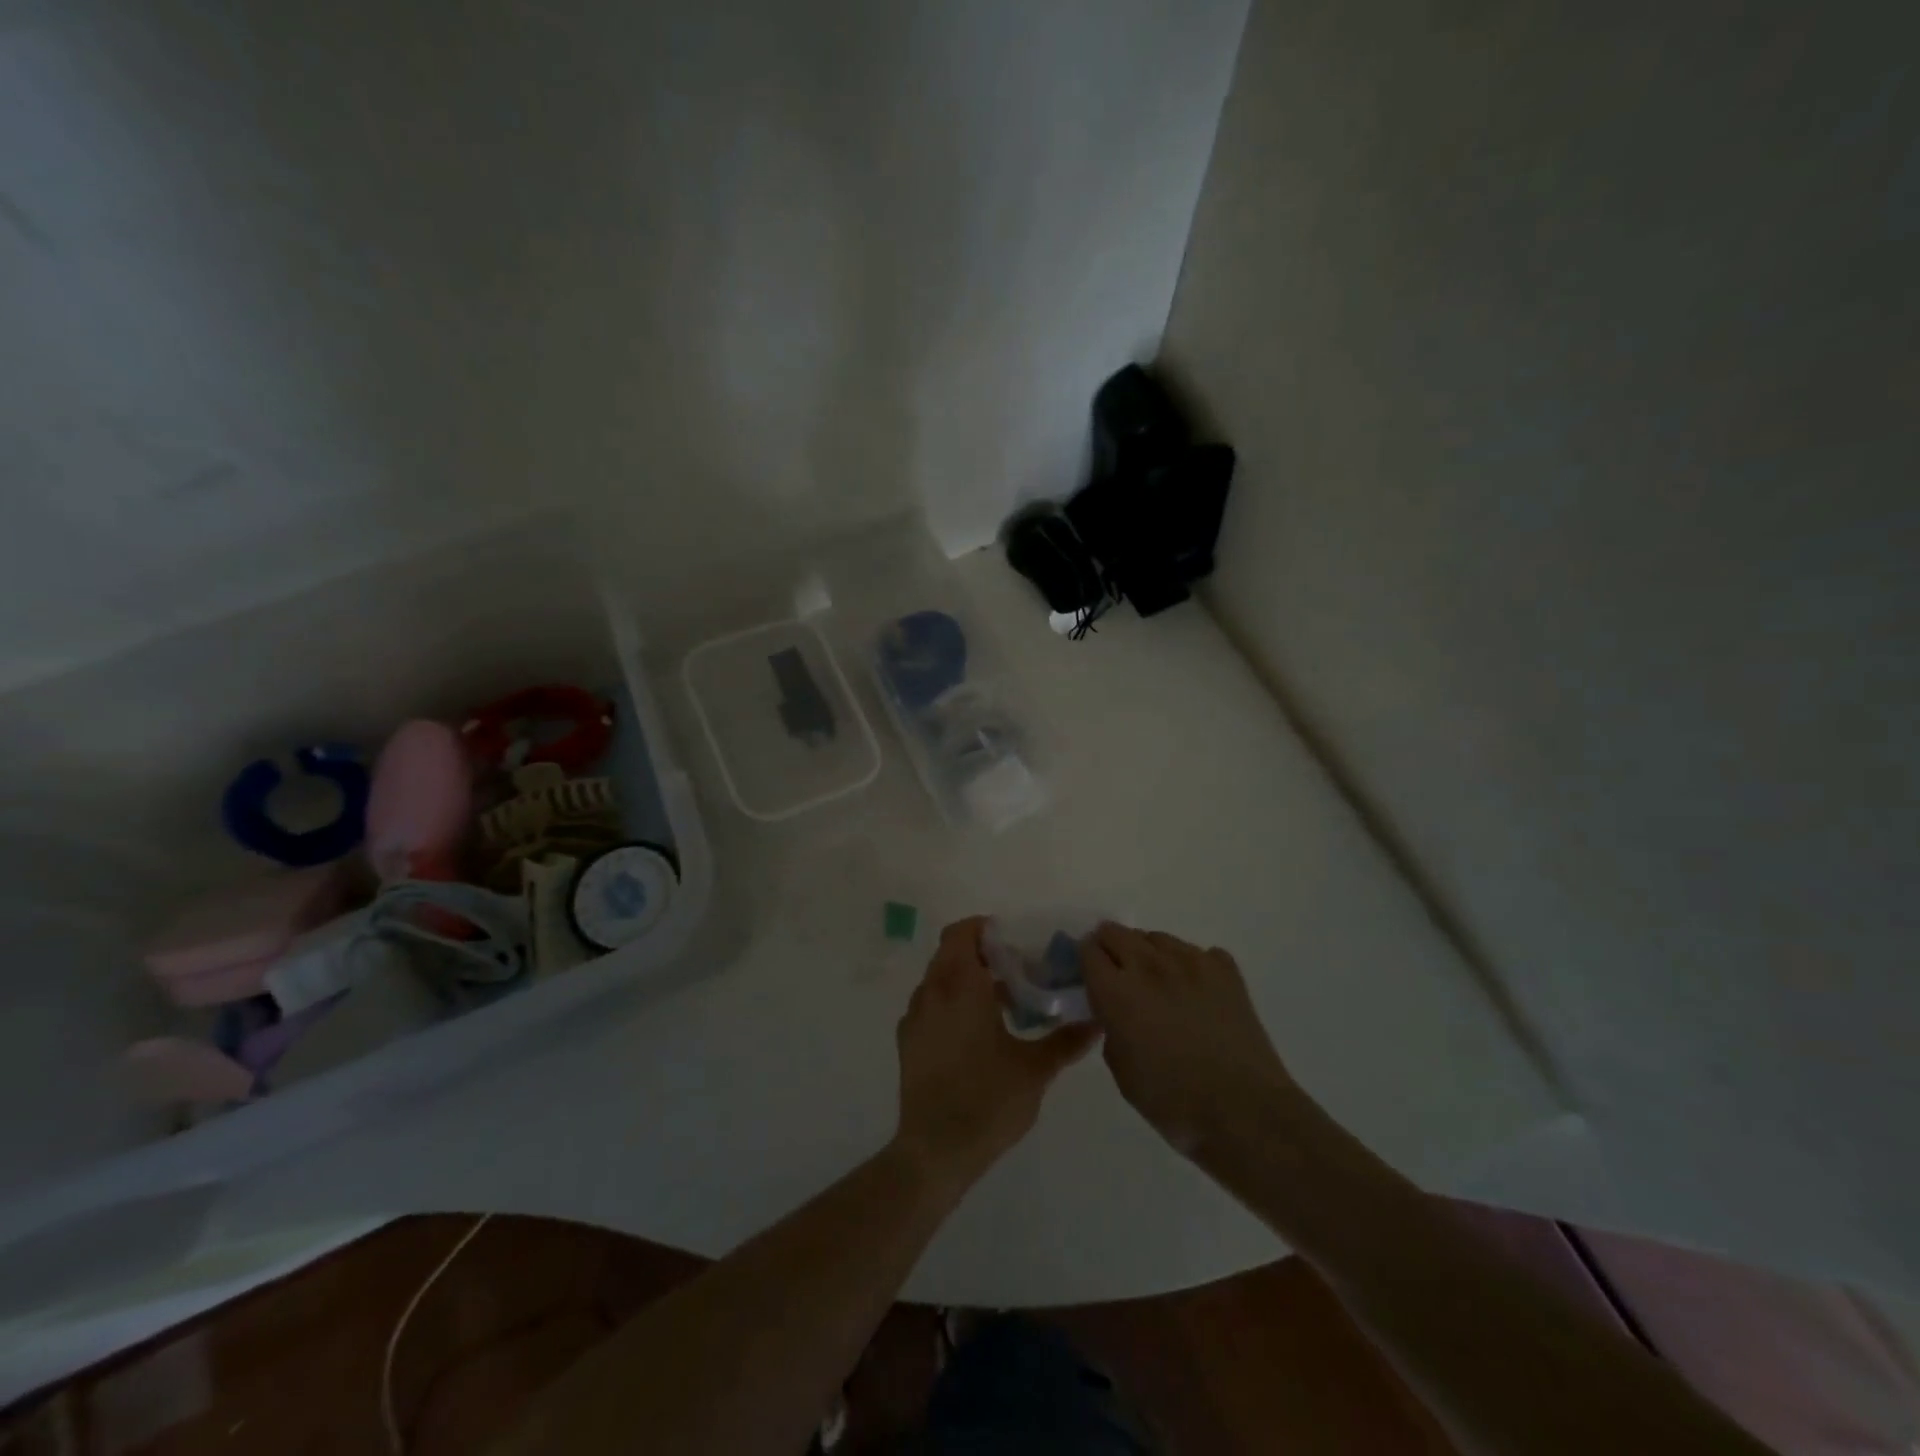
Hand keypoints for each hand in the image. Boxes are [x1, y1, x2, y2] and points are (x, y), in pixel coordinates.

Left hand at [894, 918, 1097, 1192]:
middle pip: (950, 952)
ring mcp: (914, 1016)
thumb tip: (1096, 1021)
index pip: (962, 933)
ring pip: (939, 979)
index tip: (1013, 943)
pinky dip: (949, 1003)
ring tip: (999, 1005)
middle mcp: (932, 991)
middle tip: (1015, 972)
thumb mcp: (1035, 1070)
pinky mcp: (907, 1041)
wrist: (935, 1150)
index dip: (984, 930)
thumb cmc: (988, 1100)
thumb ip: (1066, 1041)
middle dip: (980, 955)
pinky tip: (974, 1033)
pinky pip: (929, 1004)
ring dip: (965, 980)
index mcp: (960, 986)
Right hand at [1081, 923, 1299, 1161]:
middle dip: (1110, 948)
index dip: (1084, 960)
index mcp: (1117, 991)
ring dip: (1148, 953)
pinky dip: (1189, 965)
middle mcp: (1149, 965)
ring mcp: (1191, 962)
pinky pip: (1197, 952)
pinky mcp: (1225, 969)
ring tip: (1157, 982)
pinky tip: (1196, 991)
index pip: (1088, 950)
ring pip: (1156, 938)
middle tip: (1117, 975)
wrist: (1246, 1112)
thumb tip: (1115, 1013)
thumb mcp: (1121, 1072)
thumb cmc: (1174, 1103)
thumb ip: (1110, 1029)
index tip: (1089, 976)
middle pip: (1117, 932)